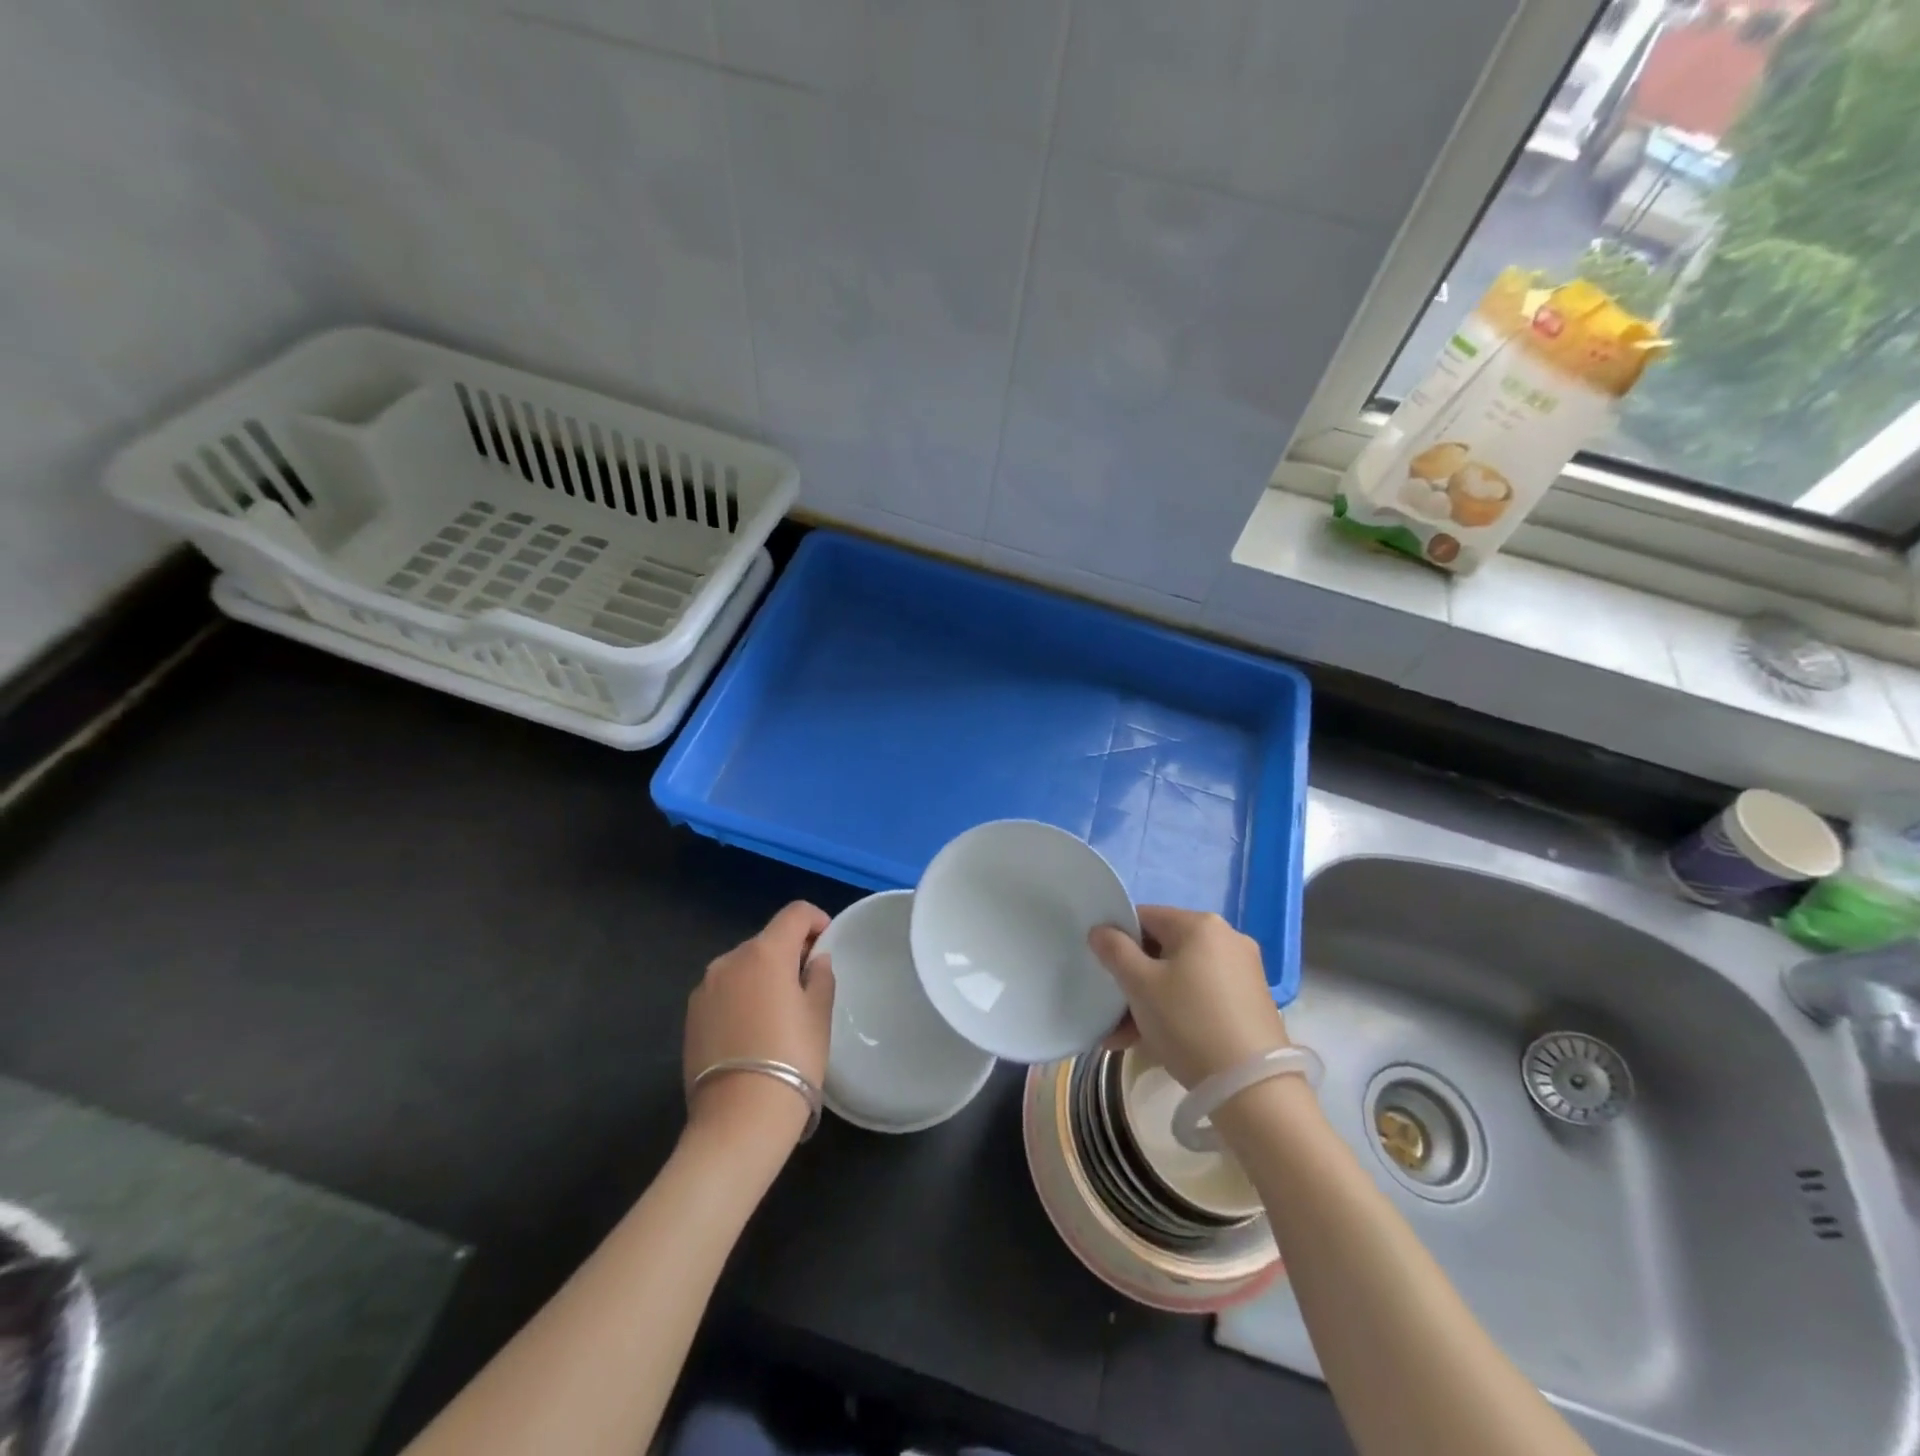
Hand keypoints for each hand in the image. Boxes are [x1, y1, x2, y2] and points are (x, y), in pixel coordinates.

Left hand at [684, 902, 835, 1152]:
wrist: (738, 1119)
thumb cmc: (792, 1058)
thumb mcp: (819, 1015)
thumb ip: (820, 977)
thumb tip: (814, 961)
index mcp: (764, 952)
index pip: (795, 913)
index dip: (816, 920)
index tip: (827, 943)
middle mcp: (729, 960)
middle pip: (767, 941)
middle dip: (789, 953)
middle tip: (809, 984)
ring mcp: (704, 988)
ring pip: (743, 967)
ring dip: (763, 976)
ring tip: (780, 1012)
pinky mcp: (691, 1016)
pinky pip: (724, 992)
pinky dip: (742, 997)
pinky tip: (753, 1031)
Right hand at [1089, 905, 1288, 1088]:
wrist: (1253, 1089)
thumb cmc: (1188, 1023)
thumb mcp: (1140, 985)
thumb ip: (1114, 950)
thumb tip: (1100, 930)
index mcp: (1201, 924)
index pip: (1145, 917)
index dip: (1118, 939)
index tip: (1103, 970)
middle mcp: (1227, 938)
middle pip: (1163, 950)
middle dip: (1133, 980)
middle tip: (1111, 1012)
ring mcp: (1243, 971)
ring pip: (1181, 977)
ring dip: (1150, 1002)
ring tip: (1125, 1038)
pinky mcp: (1251, 1003)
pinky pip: (1202, 996)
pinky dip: (1177, 1011)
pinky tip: (1155, 1043)